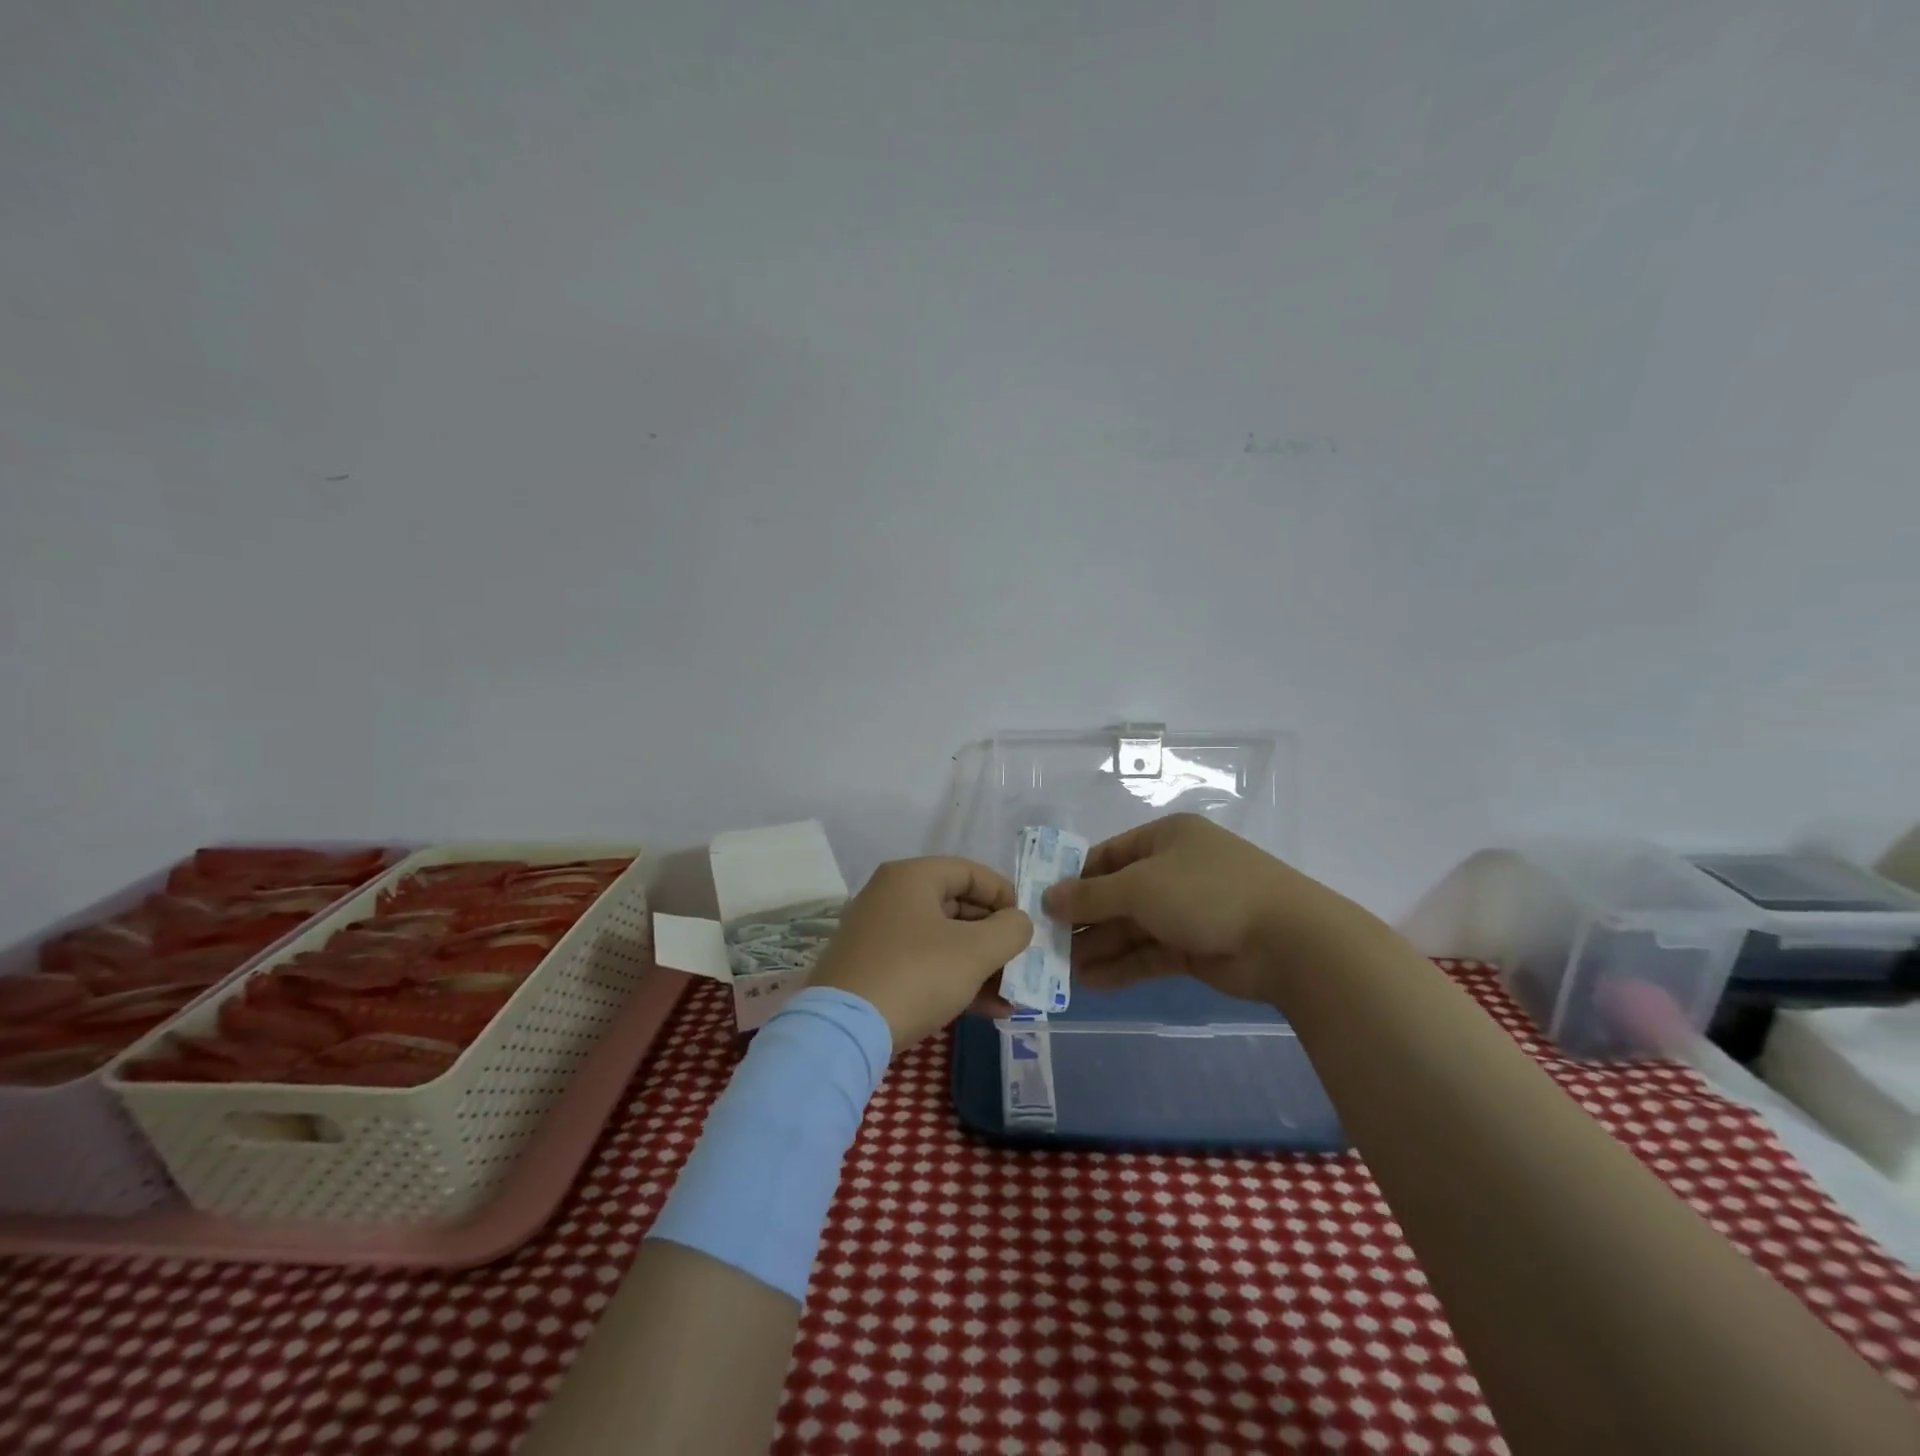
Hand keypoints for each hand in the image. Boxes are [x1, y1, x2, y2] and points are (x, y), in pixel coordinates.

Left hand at [809, 857, 1033, 1050]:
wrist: (843, 1032)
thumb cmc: (915, 975)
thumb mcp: (974, 951)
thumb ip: (1010, 930)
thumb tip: (1018, 922)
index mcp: (911, 877)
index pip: (970, 871)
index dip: (1005, 895)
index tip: (1027, 925)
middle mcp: (891, 896)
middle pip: (957, 906)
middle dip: (995, 937)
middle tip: (1022, 962)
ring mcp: (878, 934)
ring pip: (943, 940)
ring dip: (981, 965)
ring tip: (1014, 994)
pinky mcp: (873, 969)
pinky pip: (925, 964)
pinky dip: (955, 980)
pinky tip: (989, 1010)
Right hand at [1041, 813, 1373, 1008]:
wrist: (1288, 940)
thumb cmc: (1206, 892)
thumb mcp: (1140, 886)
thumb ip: (1092, 895)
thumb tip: (1049, 897)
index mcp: (1165, 839)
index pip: (1108, 856)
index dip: (1076, 879)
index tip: (1043, 903)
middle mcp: (1174, 870)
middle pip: (1118, 894)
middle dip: (1085, 920)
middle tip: (1047, 944)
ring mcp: (1187, 910)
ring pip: (1132, 928)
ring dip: (1100, 947)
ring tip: (1062, 970)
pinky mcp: (1197, 947)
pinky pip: (1150, 954)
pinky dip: (1123, 966)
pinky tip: (1092, 983)